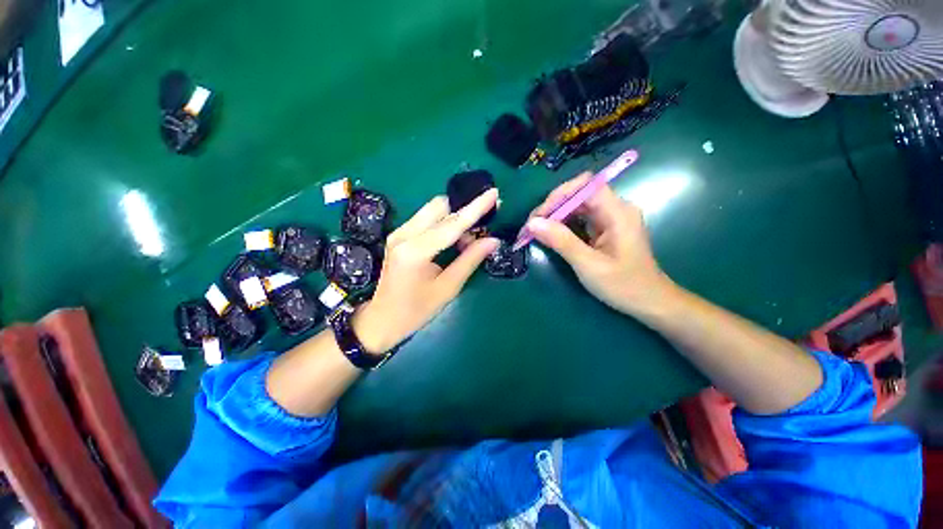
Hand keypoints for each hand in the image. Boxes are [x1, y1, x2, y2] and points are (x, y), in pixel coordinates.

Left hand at [353, 189, 499, 352]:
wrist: (381, 319)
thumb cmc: (416, 311)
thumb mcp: (447, 288)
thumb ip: (470, 260)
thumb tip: (493, 240)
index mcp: (415, 251)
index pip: (452, 224)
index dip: (475, 208)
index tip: (493, 193)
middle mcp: (404, 234)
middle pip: (440, 206)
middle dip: (464, 210)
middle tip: (483, 226)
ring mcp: (399, 233)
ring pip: (433, 210)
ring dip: (454, 217)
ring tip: (469, 239)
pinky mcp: (399, 235)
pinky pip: (426, 219)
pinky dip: (444, 223)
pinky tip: (453, 240)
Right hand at [525, 173, 675, 314]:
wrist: (649, 302)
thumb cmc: (623, 286)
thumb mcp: (588, 265)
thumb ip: (561, 241)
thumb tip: (532, 223)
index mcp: (618, 212)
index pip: (585, 186)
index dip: (559, 196)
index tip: (539, 216)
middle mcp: (615, 208)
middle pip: (578, 194)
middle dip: (552, 207)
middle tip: (531, 227)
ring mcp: (610, 218)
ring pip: (577, 205)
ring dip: (554, 216)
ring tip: (536, 231)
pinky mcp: (605, 228)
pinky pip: (580, 218)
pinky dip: (562, 224)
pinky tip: (550, 235)